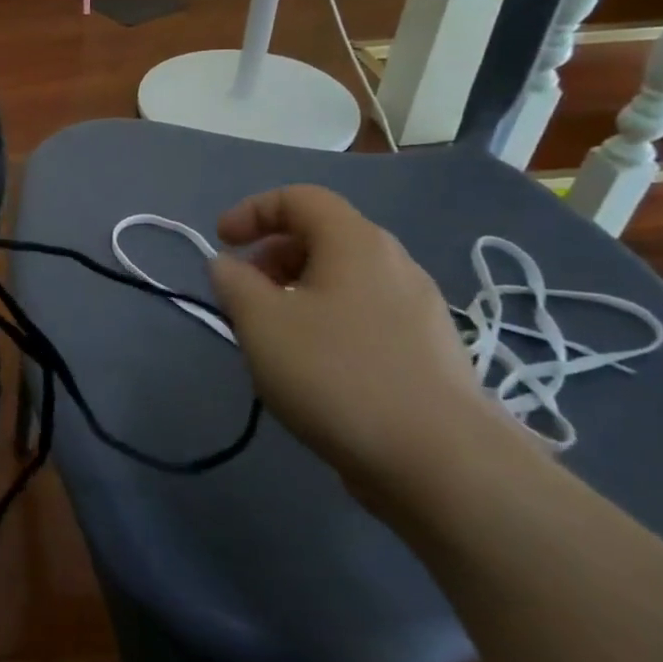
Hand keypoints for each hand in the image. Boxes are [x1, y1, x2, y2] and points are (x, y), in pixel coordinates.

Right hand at [208, 185, 519, 505]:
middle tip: (243, 291)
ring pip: (344, 279)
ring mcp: (420, 310)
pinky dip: (327, 321)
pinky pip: (365, 315)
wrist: (442, 463)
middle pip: (323, 236)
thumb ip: (233, 282)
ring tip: (272, 333)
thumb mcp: (261, 321)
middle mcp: (395, 264)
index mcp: (356, 243)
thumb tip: (228, 266)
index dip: (252, 211)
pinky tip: (313, 367)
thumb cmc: (337, 374)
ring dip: (297, 291)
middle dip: (272, 254)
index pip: (299, 198)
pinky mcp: (428, 353)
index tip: (220, 242)